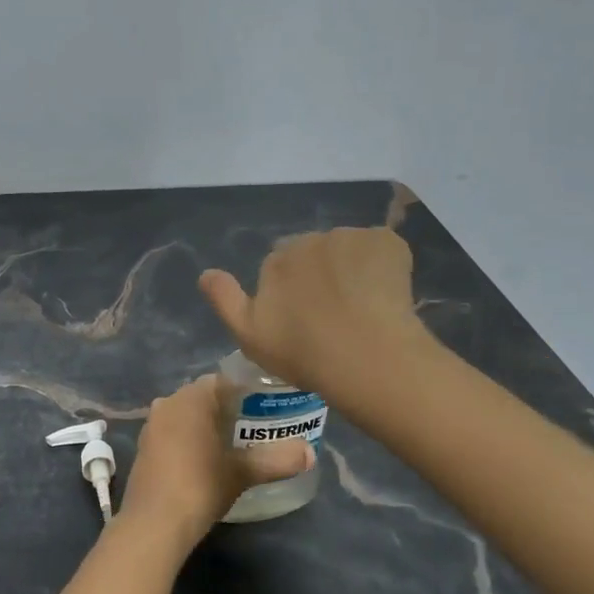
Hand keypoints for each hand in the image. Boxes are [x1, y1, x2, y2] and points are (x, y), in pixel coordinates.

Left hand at [118, 375, 312, 547]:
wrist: (154, 524)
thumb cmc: (200, 486)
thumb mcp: (242, 473)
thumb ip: (276, 459)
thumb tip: (309, 453)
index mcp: (190, 398)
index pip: (222, 381)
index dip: (245, 391)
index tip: (266, 407)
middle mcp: (167, 403)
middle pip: (203, 398)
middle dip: (227, 409)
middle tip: (255, 427)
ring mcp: (151, 426)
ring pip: (186, 416)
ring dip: (207, 426)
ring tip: (235, 444)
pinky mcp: (144, 449)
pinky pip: (172, 433)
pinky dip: (189, 440)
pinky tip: (206, 460)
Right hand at [199, 228, 427, 396]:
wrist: (366, 356)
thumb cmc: (303, 353)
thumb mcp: (249, 336)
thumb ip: (224, 300)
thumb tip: (205, 273)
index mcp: (276, 260)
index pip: (281, 265)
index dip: (292, 291)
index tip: (303, 320)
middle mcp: (310, 238)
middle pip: (315, 252)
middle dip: (321, 275)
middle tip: (334, 315)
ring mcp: (351, 237)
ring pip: (349, 250)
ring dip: (352, 269)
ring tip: (364, 309)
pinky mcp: (387, 241)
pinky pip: (382, 249)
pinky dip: (384, 266)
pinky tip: (388, 297)